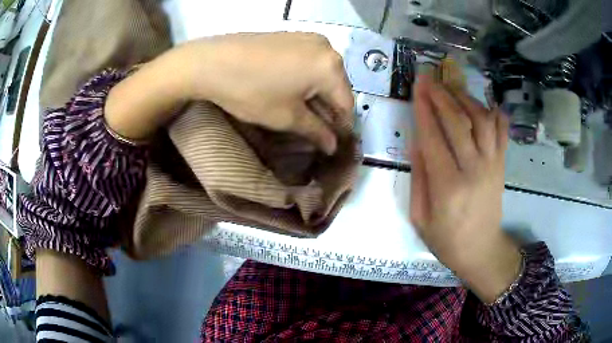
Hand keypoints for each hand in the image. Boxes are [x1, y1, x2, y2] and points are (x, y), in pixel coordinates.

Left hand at [176, 32, 354, 154]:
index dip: (341, 127)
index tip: (333, 144)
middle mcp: (327, 48)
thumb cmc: (251, 91)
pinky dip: (306, 79)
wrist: (211, 61)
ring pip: (323, 73)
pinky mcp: (293, 36)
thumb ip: (316, 131)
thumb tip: (333, 145)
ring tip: (303, 113)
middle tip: (316, 131)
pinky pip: (309, 62)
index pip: (347, 104)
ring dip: (317, 94)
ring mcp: (309, 38)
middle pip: (336, 86)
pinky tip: (293, 90)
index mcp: (331, 67)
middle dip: (328, 110)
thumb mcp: (286, 117)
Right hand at [410, 75, 521, 302]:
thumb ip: (419, 177)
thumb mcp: (420, 217)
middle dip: (441, 95)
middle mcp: (473, 170)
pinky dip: (495, 113)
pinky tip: (485, 103)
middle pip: (458, 122)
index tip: (415, 87)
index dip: (423, 108)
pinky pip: (502, 132)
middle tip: (428, 78)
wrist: (481, 251)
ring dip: (465, 98)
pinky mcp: (502, 165)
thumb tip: (417, 141)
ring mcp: (492, 165)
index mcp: (448, 187)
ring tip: (451, 88)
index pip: (433, 137)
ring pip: (481, 120)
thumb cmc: (446, 239)